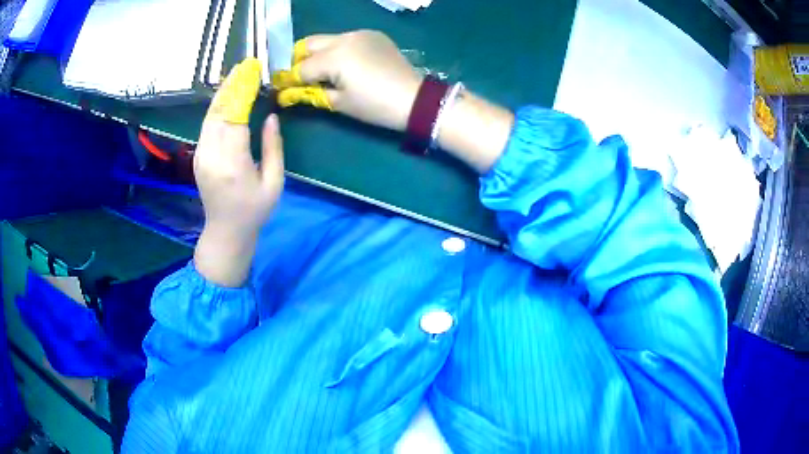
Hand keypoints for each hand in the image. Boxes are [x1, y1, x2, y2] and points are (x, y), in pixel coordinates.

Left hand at [194, 58, 283, 286]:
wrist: (226, 231)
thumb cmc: (255, 210)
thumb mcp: (273, 182)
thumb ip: (272, 147)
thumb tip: (270, 116)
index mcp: (233, 164)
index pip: (235, 118)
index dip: (243, 93)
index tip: (253, 72)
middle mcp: (212, 156)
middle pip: (218, 113)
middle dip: (231, 87)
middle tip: (244, 66)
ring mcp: (201, 156)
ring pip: (209, 116)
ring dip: (221, 94)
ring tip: (235, 75)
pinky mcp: (197, 156)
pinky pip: (206, 125)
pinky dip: (215, 107)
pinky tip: (224, 96)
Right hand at [273, 30, 422, 131]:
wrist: (415, 98)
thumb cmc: (375, 106)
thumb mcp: (340, 103)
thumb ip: (312, 93)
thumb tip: (291, 92)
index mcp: (335, 57)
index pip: (302, 67)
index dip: (289, 80)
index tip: (281, 89)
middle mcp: (344, 38)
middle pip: (309, 44)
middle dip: (299, 60)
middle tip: (298, 77)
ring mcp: (360, 33)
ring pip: (327, 39)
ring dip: (318, 53)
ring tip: (322, 71)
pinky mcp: (373, 35)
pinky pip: (346, 38)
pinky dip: (338, 49)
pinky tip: (345, 64)